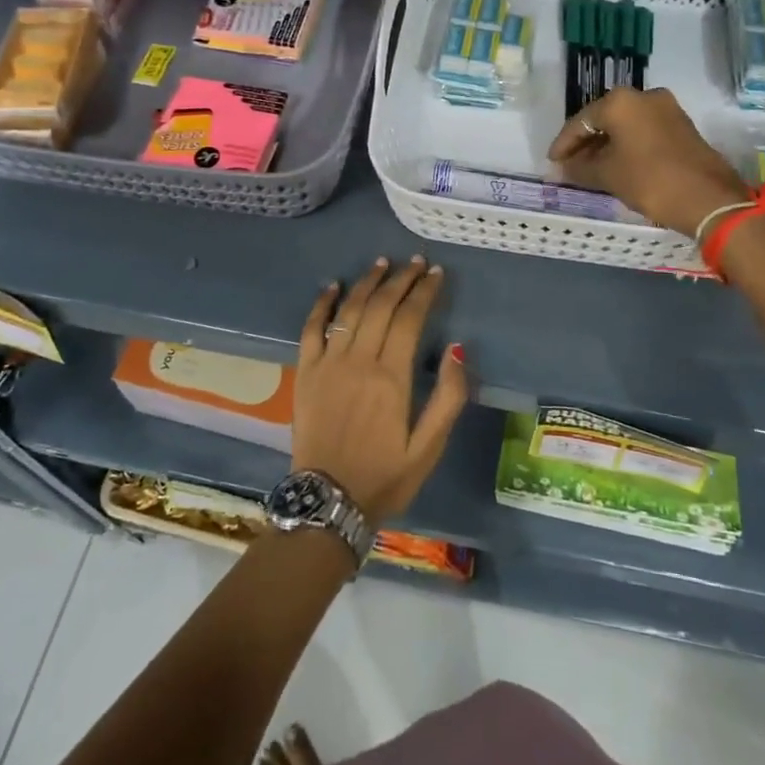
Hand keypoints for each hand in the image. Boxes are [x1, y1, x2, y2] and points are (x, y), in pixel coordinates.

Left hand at [292, 256, 468, 524]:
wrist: (327, 502)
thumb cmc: (384, 477)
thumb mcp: (428, 448)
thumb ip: (448, 398)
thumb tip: (458, 349)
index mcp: (391, 377)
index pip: (410, 318)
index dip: (424, 291)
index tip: (435, 273)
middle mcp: (359, 360)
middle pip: (381, 305)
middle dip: (401, 279)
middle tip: (416, 262)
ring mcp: (328, 363)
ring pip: (349, 309)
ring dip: (367, 282)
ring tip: (383, 264)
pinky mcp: (306, 371)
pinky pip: (311, 328)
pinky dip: (322, 303)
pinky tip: (332, 285)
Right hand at [546, 86, 750, 237]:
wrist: (708, 198)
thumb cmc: (649, 180)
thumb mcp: (607, 175)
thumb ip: (579, 168)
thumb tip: (562, 168)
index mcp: (620, 102)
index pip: (581, 122)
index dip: (564, 144)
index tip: (553, 162)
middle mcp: (643, 96)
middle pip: (603, 119)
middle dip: (585, 143)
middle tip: (569, 165)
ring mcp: (666, 109)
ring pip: (625, 125)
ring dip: (606, 144)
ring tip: (590, 168)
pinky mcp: (681, 125)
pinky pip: (643, 131)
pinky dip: (626, 145)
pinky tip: (616, 164)